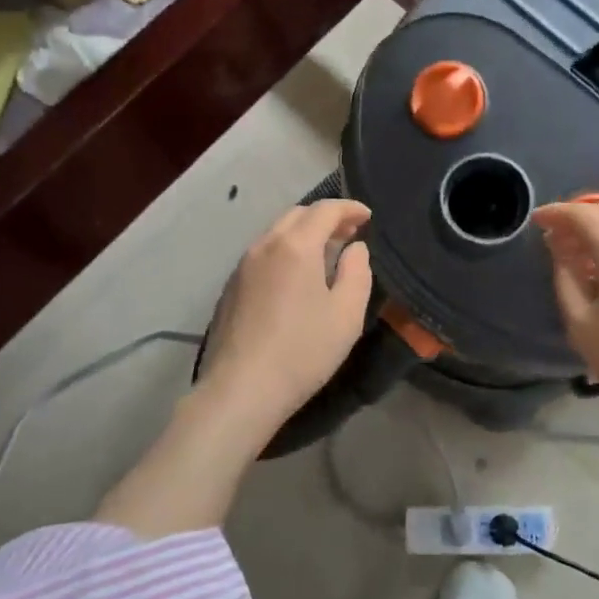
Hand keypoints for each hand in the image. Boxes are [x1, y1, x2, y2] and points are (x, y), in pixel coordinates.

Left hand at [197, 199, 374, 434]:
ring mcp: (243, 266)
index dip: (350, 208)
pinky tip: (295, 277)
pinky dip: (285, 251)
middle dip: (325, 217)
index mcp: (296, 246)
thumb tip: (355, 248)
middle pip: (297, 215)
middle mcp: (265, 245)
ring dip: (303, 233)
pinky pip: (263, 254)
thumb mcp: (346, 314)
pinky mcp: (231, 287)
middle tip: (349, 232)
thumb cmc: (302, 350)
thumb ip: (357, 272)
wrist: (240, 390)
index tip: (368, 218)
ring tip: (325, 253)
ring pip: (276, 233)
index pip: (325, 210)